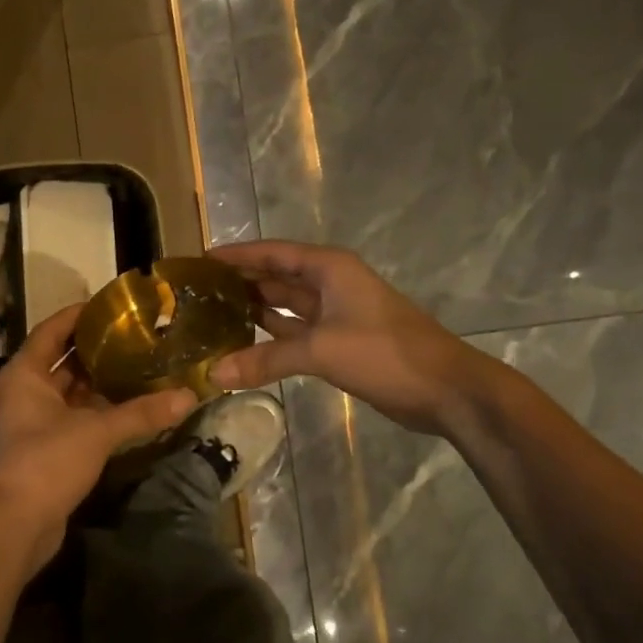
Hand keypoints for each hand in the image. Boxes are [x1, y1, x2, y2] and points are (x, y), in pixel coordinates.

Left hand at [0, 304, 196, 573]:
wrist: (13, 524)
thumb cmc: (45, 461)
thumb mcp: (96, 431)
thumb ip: (141, 413)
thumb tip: (189, 396)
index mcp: (26, 373)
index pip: (53, 329)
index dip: (81, 314)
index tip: (115, 305)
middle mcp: (26, 391)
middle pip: (64, 360)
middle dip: (98, 349)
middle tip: (139, 336)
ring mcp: (34, 422)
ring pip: (72, 392)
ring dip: (101, 383)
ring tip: (143, 366)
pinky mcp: (47, 450)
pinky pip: (76, 419)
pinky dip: (100, 412)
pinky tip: (132, 408)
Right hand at [208, 240, 491, 436]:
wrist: (445, 390)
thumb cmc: (385, 353)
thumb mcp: (321, 351)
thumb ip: (265, 360)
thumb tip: (214, 374)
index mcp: (329, 269)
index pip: (272, 252)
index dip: (237, 255)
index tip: (200, 259)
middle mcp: (330, 284)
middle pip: (276, 276)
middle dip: (240, 282)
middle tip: (197, 292)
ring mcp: (335, 314)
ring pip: (285, 306)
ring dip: (253, 310)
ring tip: (210, 316)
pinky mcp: (339, 342)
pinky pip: (294, 333)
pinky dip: (270, 337)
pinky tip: (242, 344)